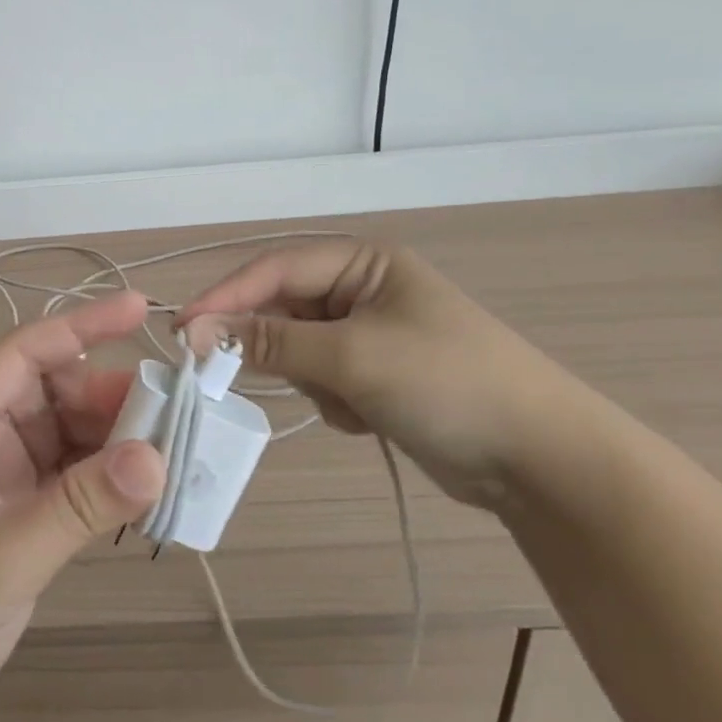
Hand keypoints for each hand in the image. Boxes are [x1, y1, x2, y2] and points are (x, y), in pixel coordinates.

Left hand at [0, 291, 166, 721]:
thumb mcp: (1, 559)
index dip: (82, 326)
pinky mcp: (17, 508)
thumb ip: (79, 505)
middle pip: (54, 390)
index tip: (141, 309)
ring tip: (171, 455)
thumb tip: (157, 457)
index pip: (23, 352)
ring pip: (68, 431)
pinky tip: (144, 491)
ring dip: (115, 439)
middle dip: (111, 398)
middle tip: (174, 416)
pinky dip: (106, 477)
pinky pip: (72, 473)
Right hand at [178, 242, 581, 510]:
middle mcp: (362, 289)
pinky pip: (322, 378)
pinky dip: (331, 399)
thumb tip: (196, 333)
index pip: (274, 269)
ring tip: (348, 403)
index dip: (225, 297)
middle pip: (282, 308)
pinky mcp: (375, 374)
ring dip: (308, 379)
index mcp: (363, 262)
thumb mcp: (351, 356)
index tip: (183, 331)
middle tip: (233, 376)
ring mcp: (369, 333)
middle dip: (270, 346)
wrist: (539, 460)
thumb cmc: (446, 383)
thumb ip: (269, 342)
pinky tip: (366, 418)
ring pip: (297, 349)